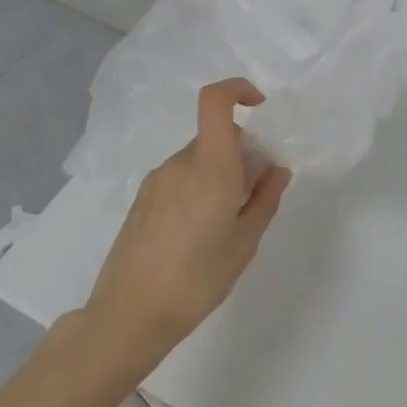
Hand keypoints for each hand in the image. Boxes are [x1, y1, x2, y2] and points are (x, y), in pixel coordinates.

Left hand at [85, 78, 291, 362]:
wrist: (129, 316)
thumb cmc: (197, 279)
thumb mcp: (245, 242)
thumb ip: (265, 198)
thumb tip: (276, 169)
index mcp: (210, 167)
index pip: (215, 101)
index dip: (238, 90)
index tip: (260, 107)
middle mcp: (180, 164)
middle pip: (215, 137)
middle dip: (241, 153)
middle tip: (253, 194)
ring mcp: (156, 180)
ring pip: (198, 159)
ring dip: (219, 174)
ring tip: (225, 223)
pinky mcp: (142, 199)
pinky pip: (179, 178)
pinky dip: (197, 188)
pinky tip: (197, 233)